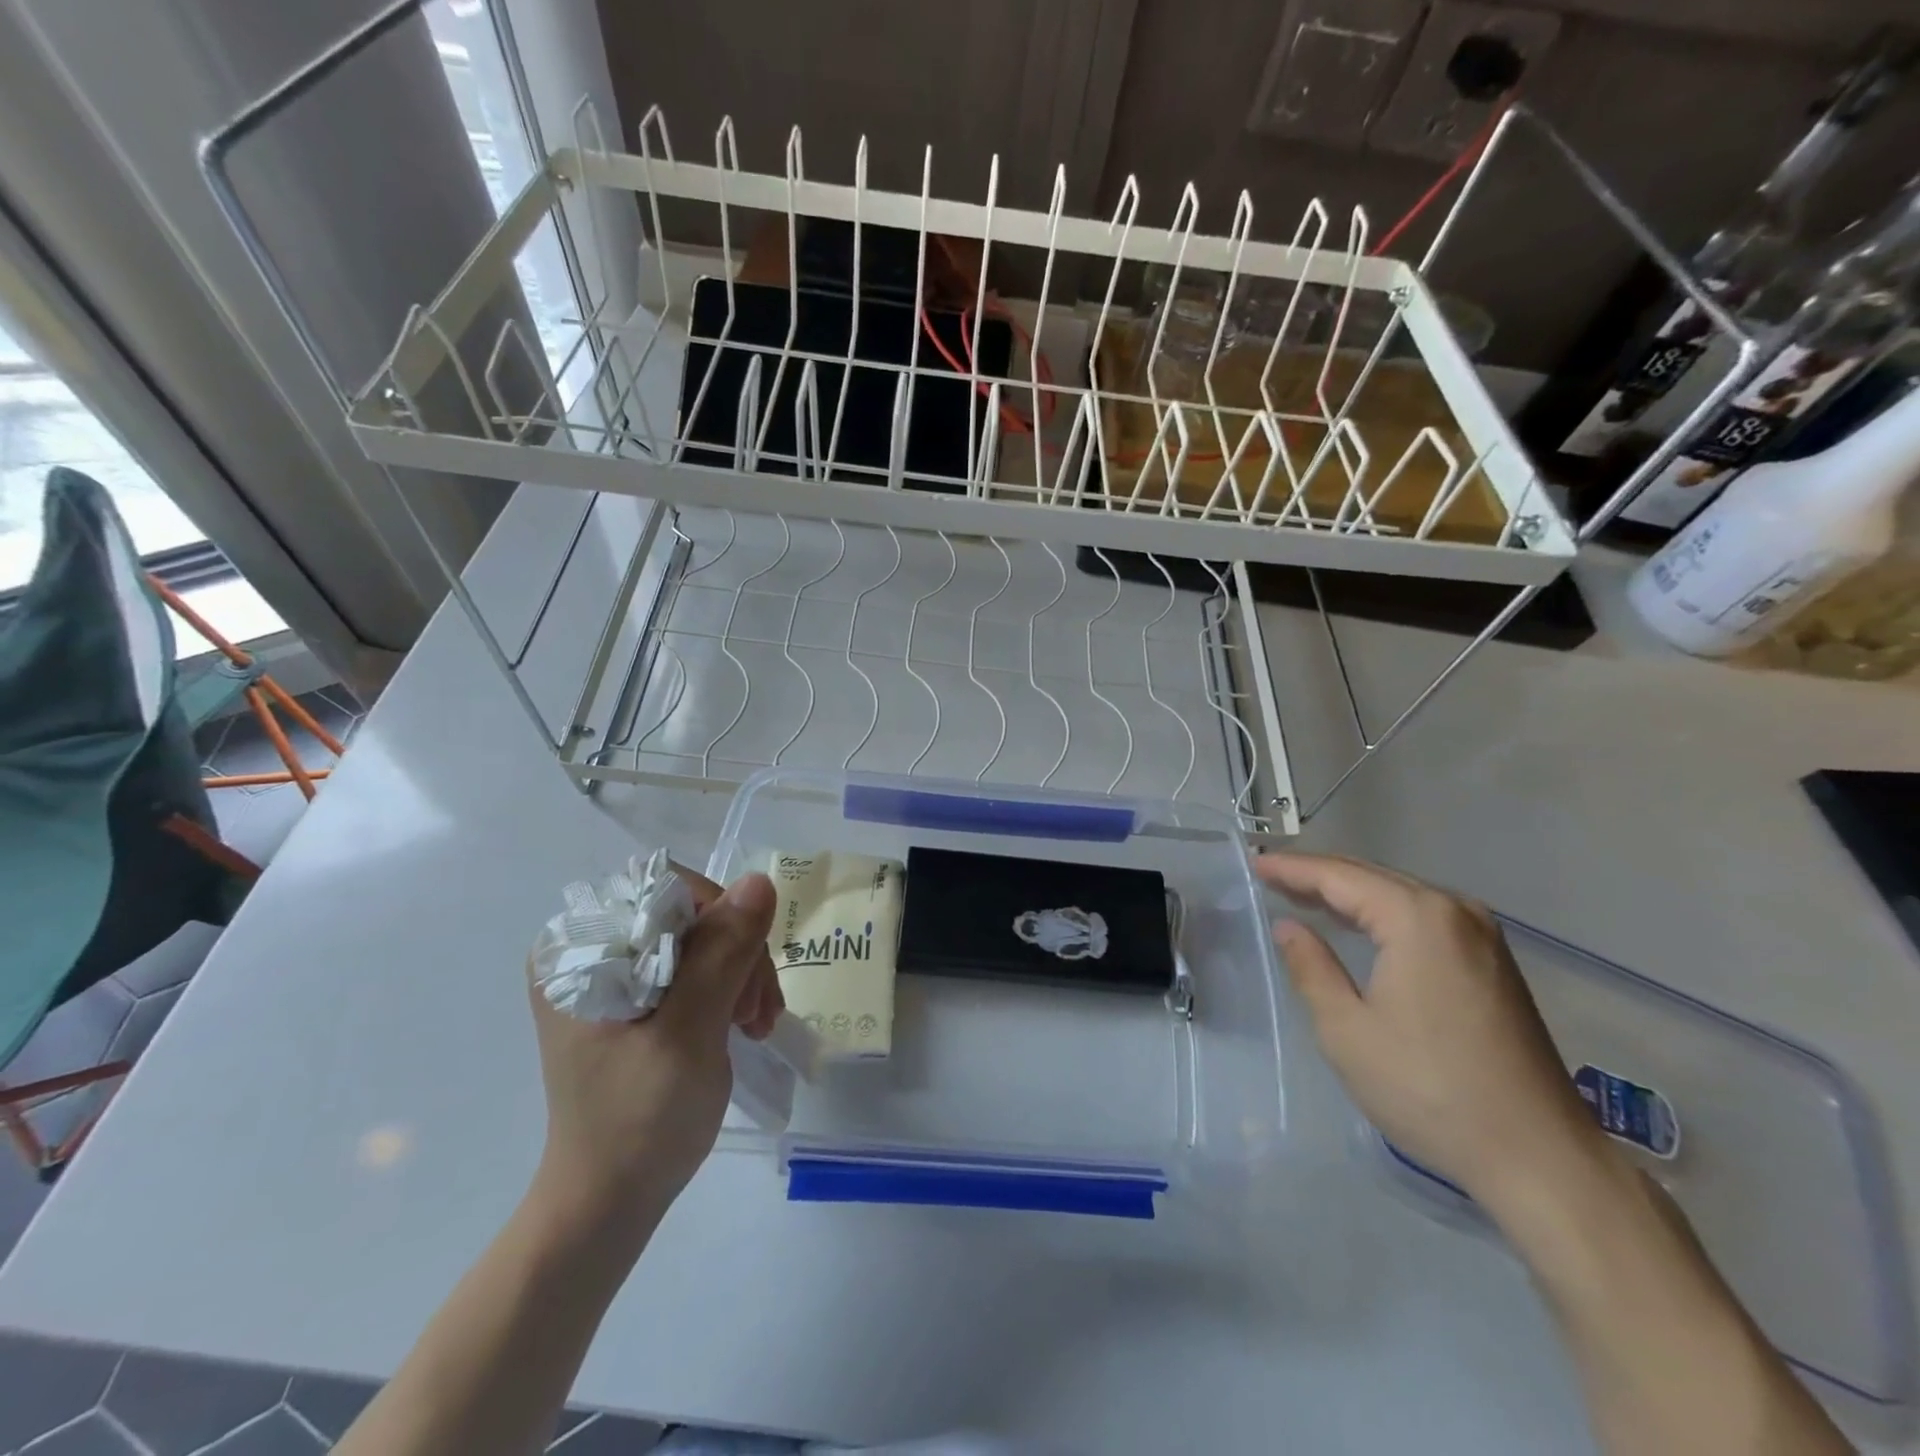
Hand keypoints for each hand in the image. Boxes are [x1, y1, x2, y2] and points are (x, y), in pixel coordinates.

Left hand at [525, 866, 783, 1226]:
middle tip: (757, 1013)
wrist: (611, 1200)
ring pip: (702, 936)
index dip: (721, 923)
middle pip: (690, 913)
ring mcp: (612, 970)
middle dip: (737, 955)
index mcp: (577, 948)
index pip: (668, 891)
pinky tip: (744, 1021)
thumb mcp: (687, 1035)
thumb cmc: (639, 1123)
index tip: (745, 983)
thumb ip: (721, 956)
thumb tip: (760, 881)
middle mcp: (589, 947)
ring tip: (757, 1023)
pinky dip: (730, 986)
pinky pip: (698, 962)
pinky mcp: (634, 993)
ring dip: (741, 972)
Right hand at [1256, 852, 1610, 1213]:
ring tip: (1303, 894)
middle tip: (1271, 874)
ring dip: (1351, 893)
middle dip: (1319, 874)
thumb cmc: (1430, 1089)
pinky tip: (1359, 925)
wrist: (1540, 1157)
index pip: (1340, 877)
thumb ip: (1311, 968)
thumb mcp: (1347, 1030)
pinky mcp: (1494, 963)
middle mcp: (1455, 912)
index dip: (1293, 869)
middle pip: (1372, 877)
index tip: (1255, 864)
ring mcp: (1482, 936)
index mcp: (1418, 919)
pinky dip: (1382, 913)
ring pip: (1400, 894)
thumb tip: (1288, 926)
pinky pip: (1424, 917)